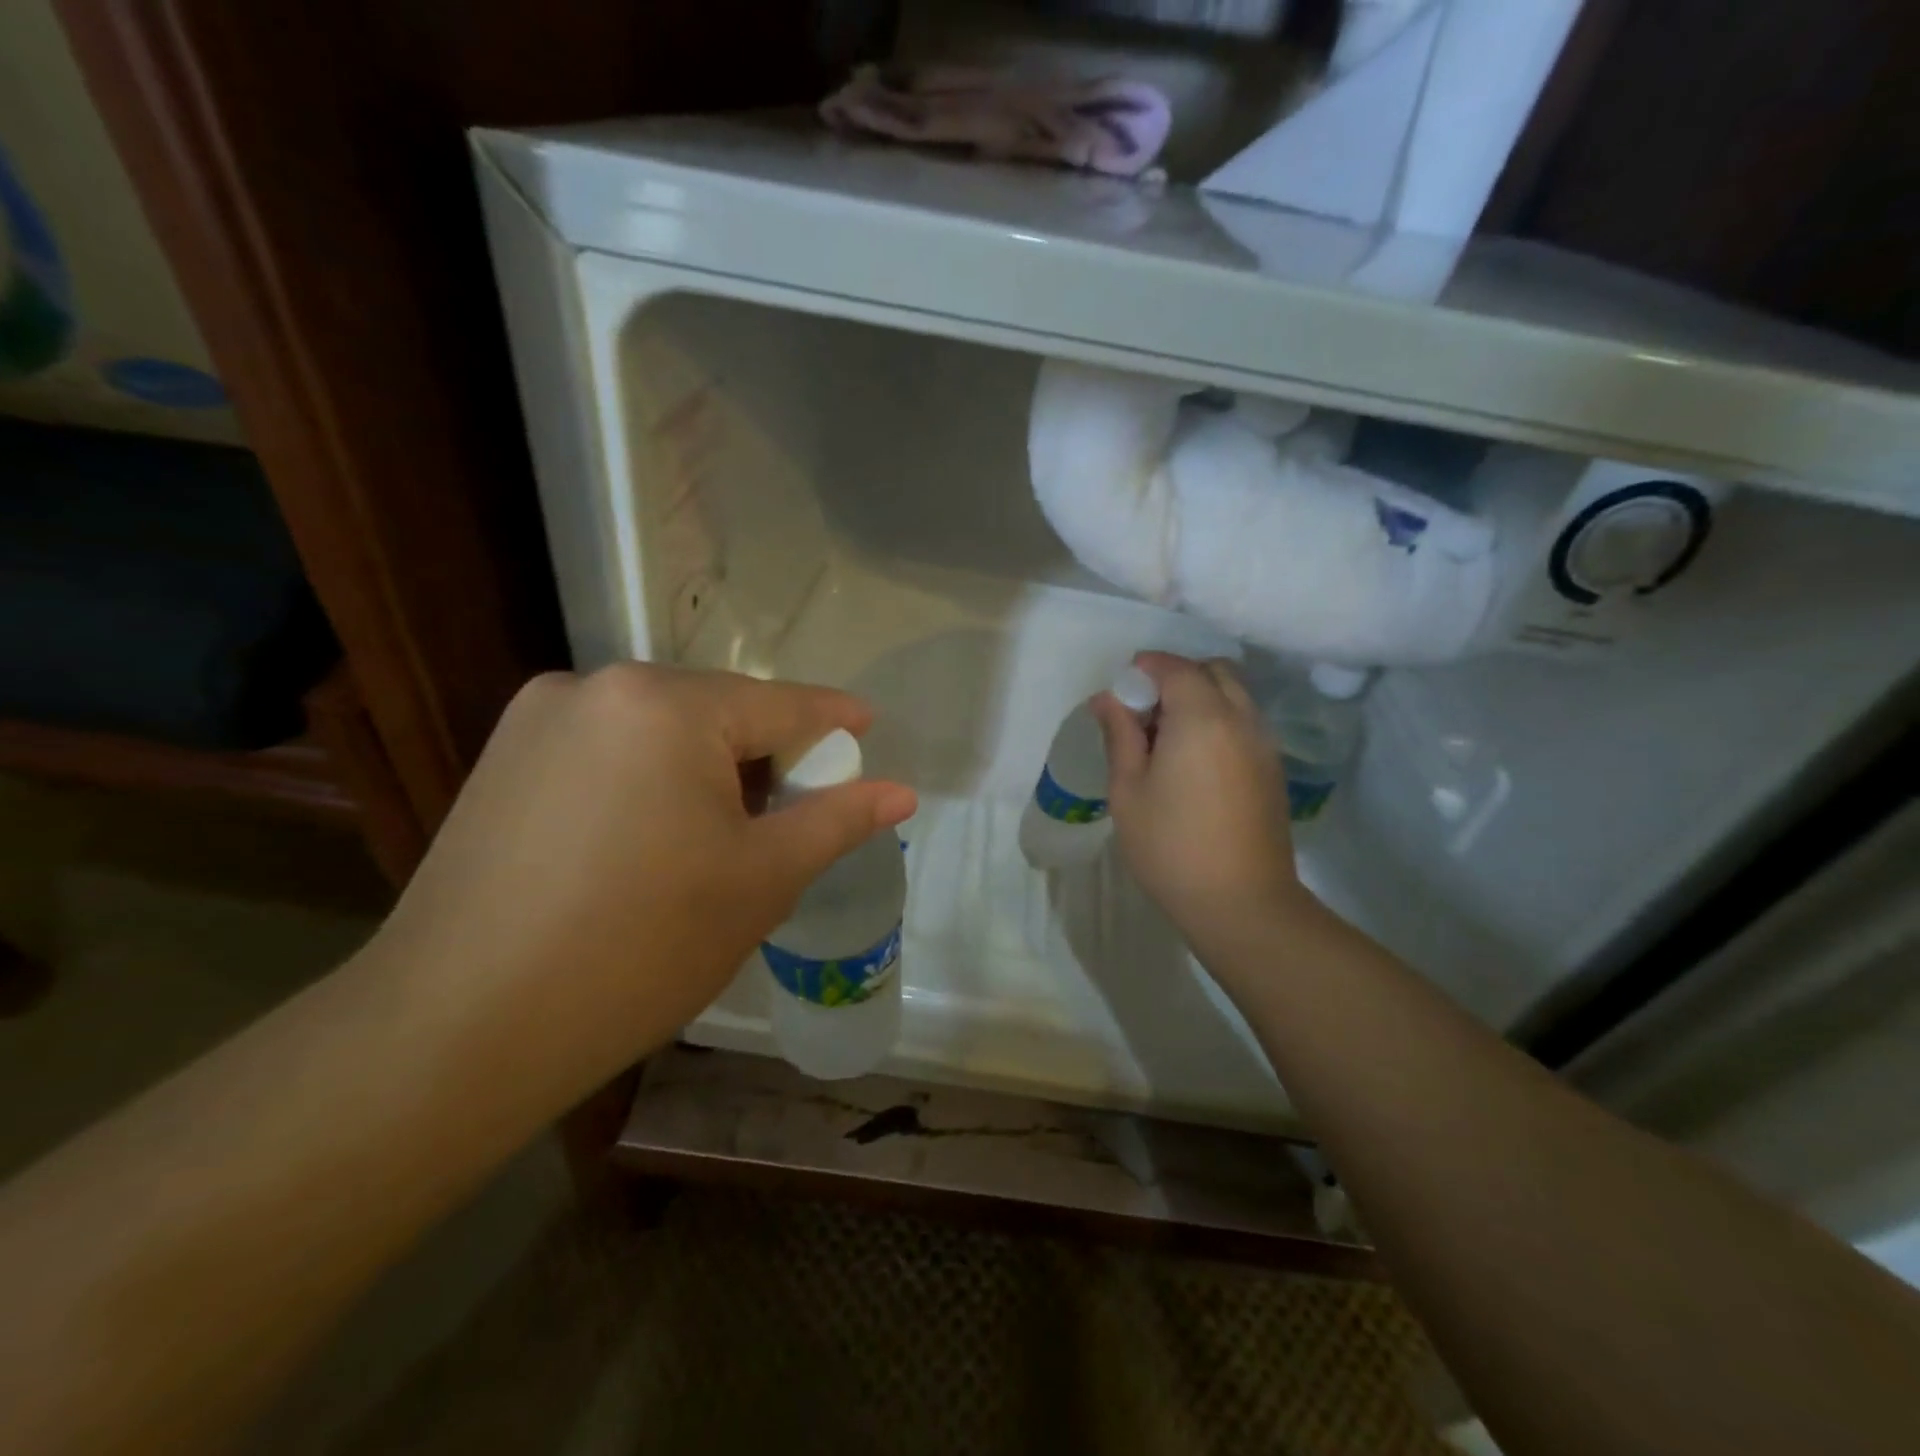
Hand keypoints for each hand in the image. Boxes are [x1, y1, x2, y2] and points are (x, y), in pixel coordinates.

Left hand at [368, 664, 914, 1103]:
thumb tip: (901, 792)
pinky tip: (653, 838)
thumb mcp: (761, 880)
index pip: (780, 704)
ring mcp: (540, 720)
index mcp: (666, 703)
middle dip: (766, 753)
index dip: (833, 720)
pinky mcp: (504, 759)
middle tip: (797, 808)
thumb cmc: (640, 946)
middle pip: (718, 712)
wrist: (459, 1029)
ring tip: (726, 833)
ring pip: (662, 730)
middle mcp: (598, 687)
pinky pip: (611, 750)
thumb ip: (836, 820)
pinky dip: (652, 778)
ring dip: (708, 767)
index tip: (869, 727)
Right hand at [1093, 653, 1309, 947]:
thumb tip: (1107, 699)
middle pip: (1213, 671)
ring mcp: (1264, 743)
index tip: (1121, 691)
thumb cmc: (1171, 847)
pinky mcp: (1273, 768)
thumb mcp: (1128, 790)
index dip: (1145, 668)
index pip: (1175, 668)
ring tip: (1167, 739)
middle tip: (1145, 713)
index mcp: (1201, 718)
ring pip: (1234, 694)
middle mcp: (1240, 719)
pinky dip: (1219, 719)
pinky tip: (1194, 760)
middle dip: (1177, 677)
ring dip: (1200, 697)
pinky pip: (1245, 721)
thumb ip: (1120, 735)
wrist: (1242, 903)